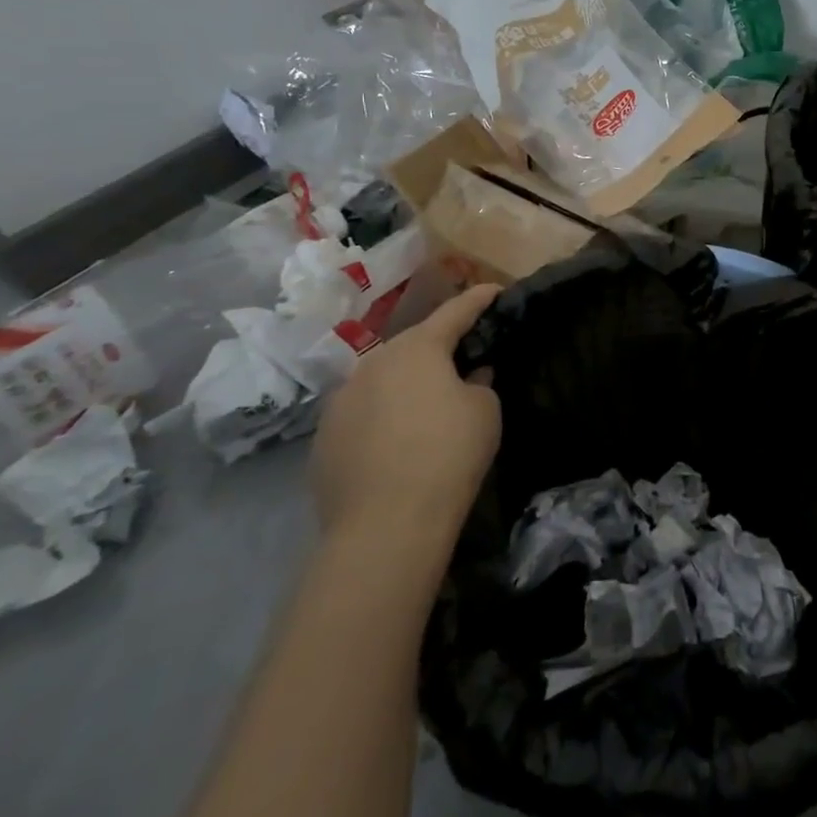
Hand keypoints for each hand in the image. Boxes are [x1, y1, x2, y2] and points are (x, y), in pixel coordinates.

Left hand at [309, 283, 502, 551]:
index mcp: (417, 348)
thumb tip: (470, 376)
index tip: (494, 290)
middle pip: (413, 345)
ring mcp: (341, 401)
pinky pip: (363, 415)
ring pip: (383, 380)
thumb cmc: (448, 453)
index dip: (478, 299)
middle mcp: (373, 363)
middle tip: (463, 357)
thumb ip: (480, 381)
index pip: (455, 311)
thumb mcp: (485, 411)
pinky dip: (383, 418)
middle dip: (438, 348)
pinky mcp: (323, 439)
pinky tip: (396, 444)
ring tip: (426, 406)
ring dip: (406, 384)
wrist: (385, 526)